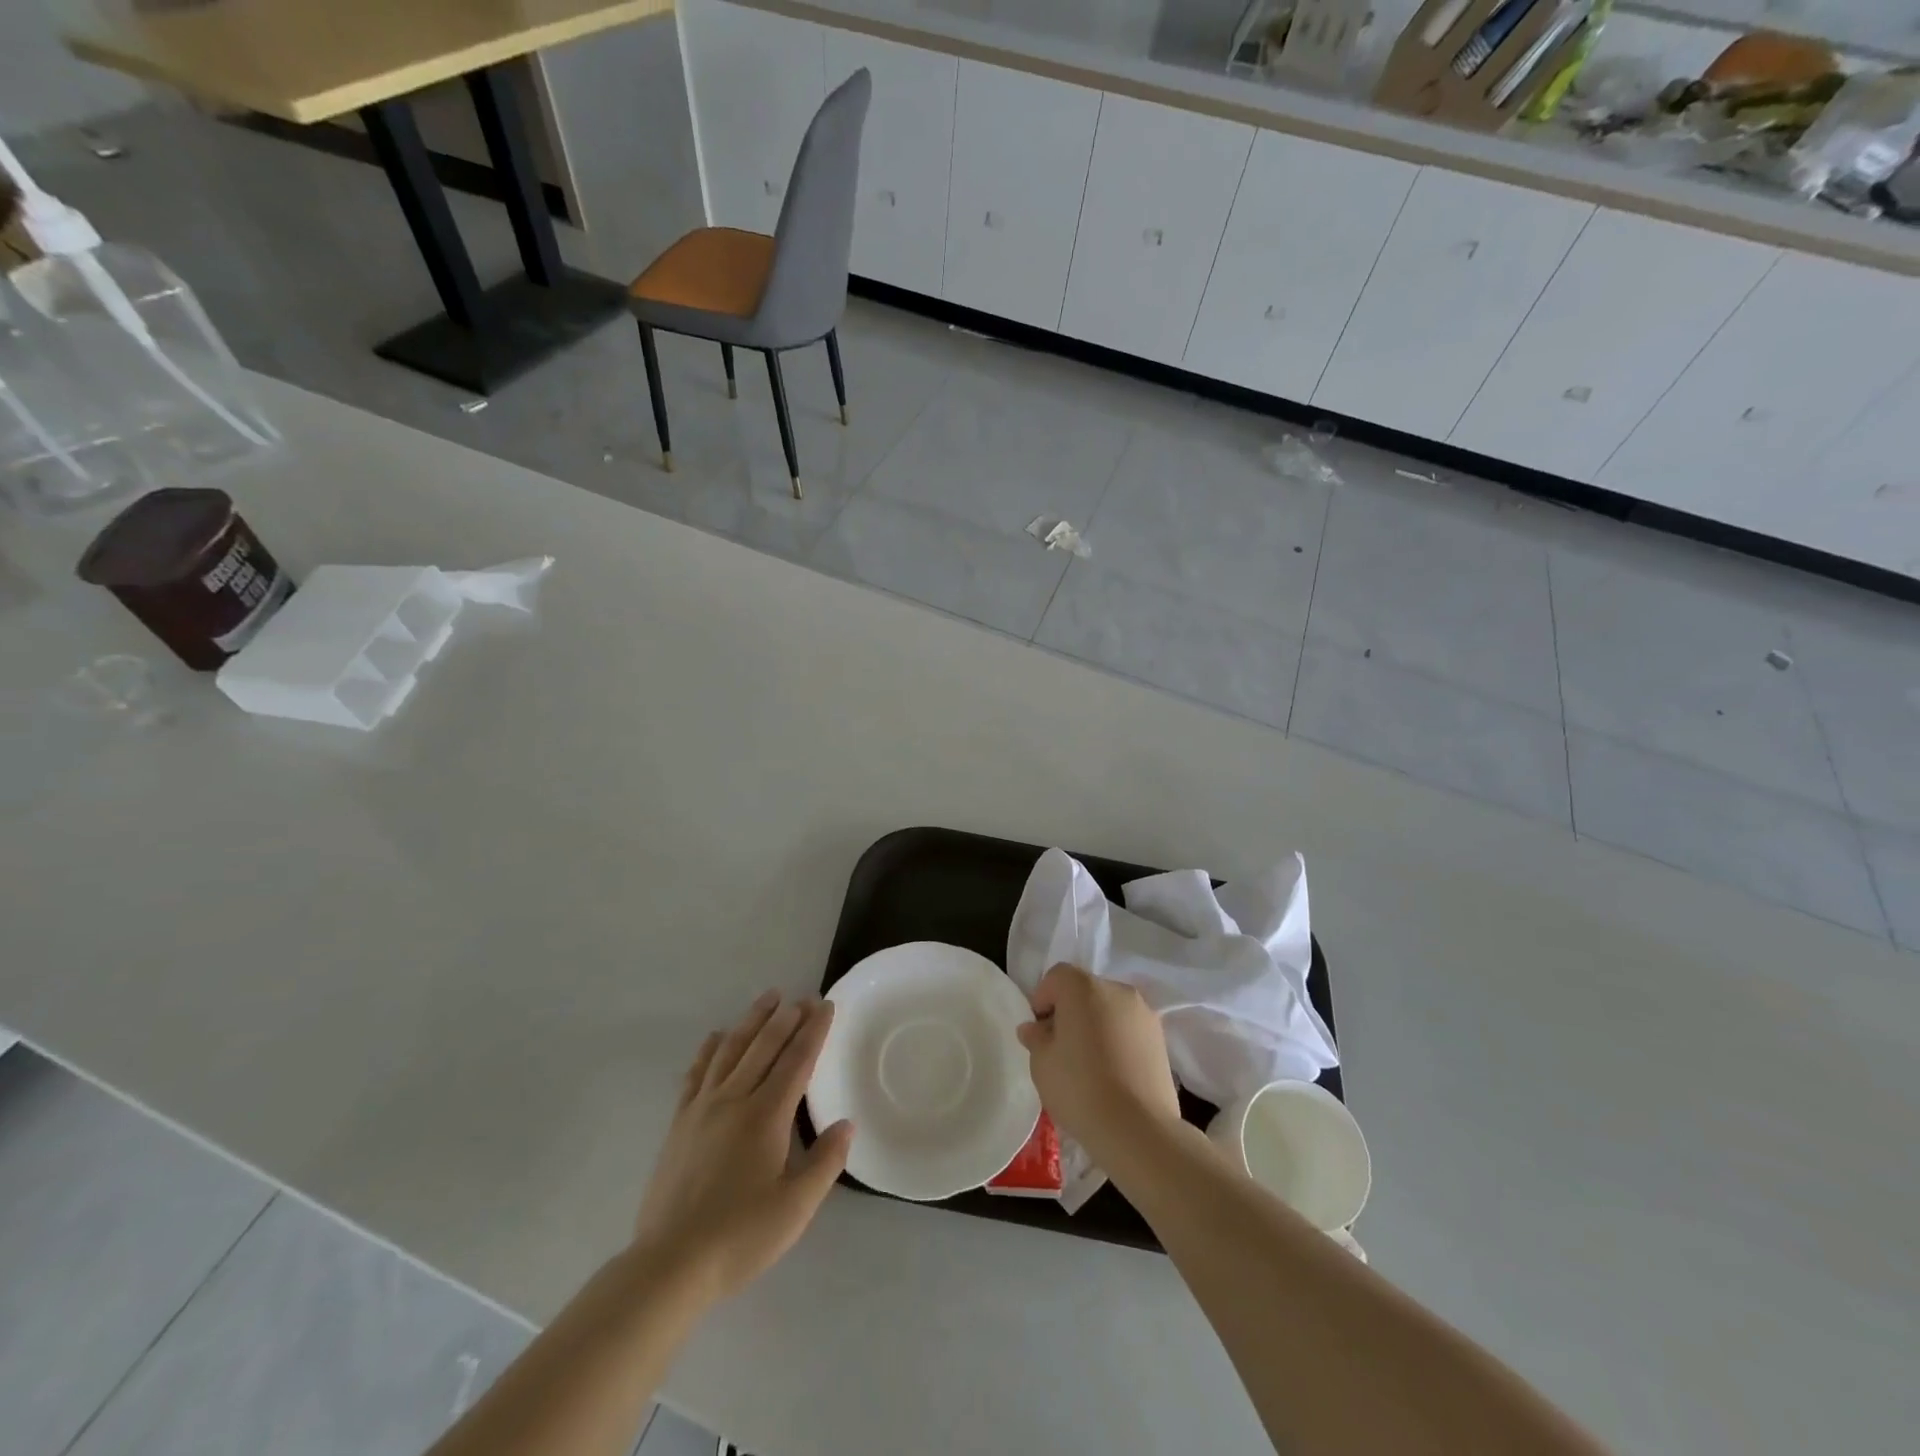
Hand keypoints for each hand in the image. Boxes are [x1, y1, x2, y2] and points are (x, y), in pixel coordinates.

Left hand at [632, 991, 852, 1298]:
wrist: (670, 1264)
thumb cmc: (740, 1237)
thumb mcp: (795, 1208)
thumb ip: (825, 1162)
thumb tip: (846, 1124)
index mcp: (766, 1116)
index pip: (797, 1060)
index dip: (813, 1030)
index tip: (826, 1005)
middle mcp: (735, 1099)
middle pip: (764, 1046)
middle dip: (787, 1017)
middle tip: (803, 997)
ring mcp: (702, 1108)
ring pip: (731, 1049)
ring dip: (752, 1020)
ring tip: (768, 998)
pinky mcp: (680, 1123)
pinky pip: (697, 1073)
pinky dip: (709, 1049)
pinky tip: (716, 1036)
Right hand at [1016, 964, 1180, 1164]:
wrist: (1138, 1129)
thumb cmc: (1079, 1088)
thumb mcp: (1041, 1063)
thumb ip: (1036, 1038)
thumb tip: (1034, 1028)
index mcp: (1084, 987)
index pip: (1057, 977)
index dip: (1043, 999)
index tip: (1039, 1031)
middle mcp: (1117, 990)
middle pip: (1085, 990)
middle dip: (1070, 1011)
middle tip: (1060, 1047)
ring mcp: (1144, 1013)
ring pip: (1109, 1009)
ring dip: (1096, 1025)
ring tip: (1089, 1063)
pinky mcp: (1161, 1039)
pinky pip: (1129, 1029)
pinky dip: (1117, 1040)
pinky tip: (1112, 1073)